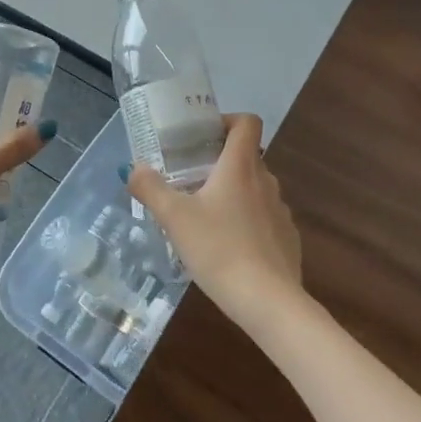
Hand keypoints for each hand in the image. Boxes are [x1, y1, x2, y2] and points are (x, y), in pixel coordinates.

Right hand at [124, 113, 303, 333]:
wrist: (268, 301)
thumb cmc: (219, 249)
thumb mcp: (174, 218)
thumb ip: (151, 189)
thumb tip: (133, 168)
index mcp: (240, 167)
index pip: (247, 122)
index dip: (227, 120)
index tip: (203, 137)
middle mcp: (265, 181)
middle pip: (247, 156)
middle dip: (220, 162)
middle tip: (191, 179)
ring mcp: (281, 210)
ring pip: (255, 188)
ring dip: (234, 193)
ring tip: (206, 216)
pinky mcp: (287, 238)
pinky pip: (265, 218)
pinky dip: (248, 222)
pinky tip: (228, 247)